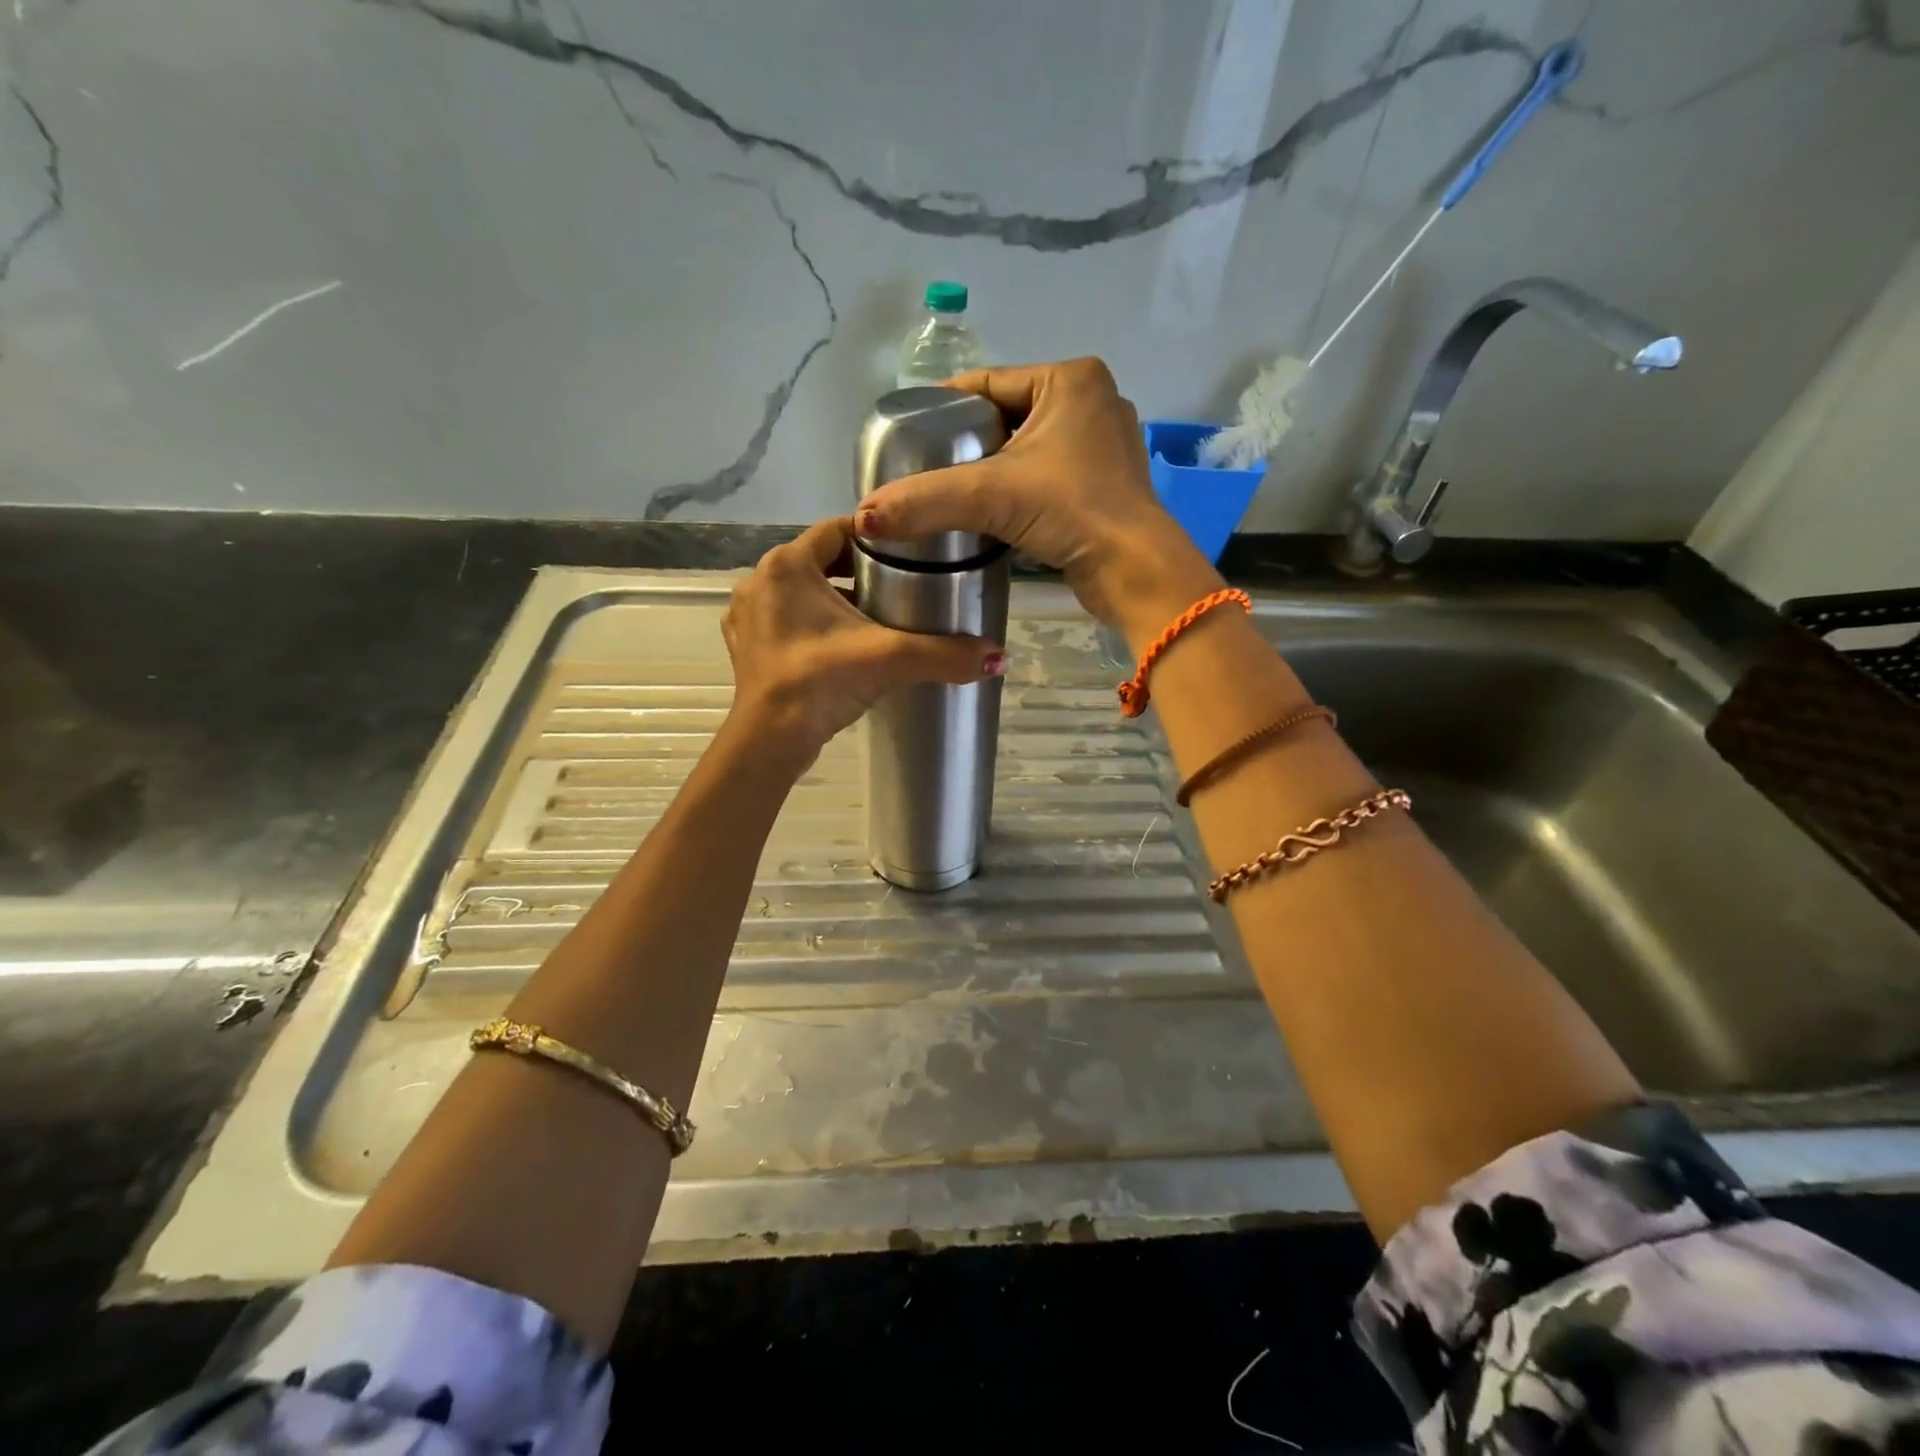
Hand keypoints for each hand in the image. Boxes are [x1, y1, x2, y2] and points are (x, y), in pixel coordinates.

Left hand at [722, 517, 1005, 768]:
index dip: (874, 537)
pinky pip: (784, 620)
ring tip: (875, 615)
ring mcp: (747, 615)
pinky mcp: (745, 646)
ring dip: (833, 598)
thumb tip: (1000, 657)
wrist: (770, 740)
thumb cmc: (822, 681)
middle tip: (899, 585)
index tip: (907, 551)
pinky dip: (810, 624)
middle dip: (857, 570)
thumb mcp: (890, 659)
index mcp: (788, 564)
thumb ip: (946, 654)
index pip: (837, 530)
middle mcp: (760, 580)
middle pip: (819, 560)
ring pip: (800, 592)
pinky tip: (838, 644)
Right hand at [853, 358, 1220, 633]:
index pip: (988, 383)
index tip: (908, 433)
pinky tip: (992, 510)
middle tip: (924, 468)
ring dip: (992, 469)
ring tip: (950, 492)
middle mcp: (1093, 401)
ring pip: (1027, 448)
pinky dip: (1019, 488)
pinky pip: (1047, 474)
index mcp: (1071, 379)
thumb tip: (863, 517)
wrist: (1135, 570)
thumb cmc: (1072, 511)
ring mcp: (1104, 444)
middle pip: (1006, 416)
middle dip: (967, 442)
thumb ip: (925, 500)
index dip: (944, 406)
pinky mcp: (1106, 483)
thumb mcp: (991, 496)